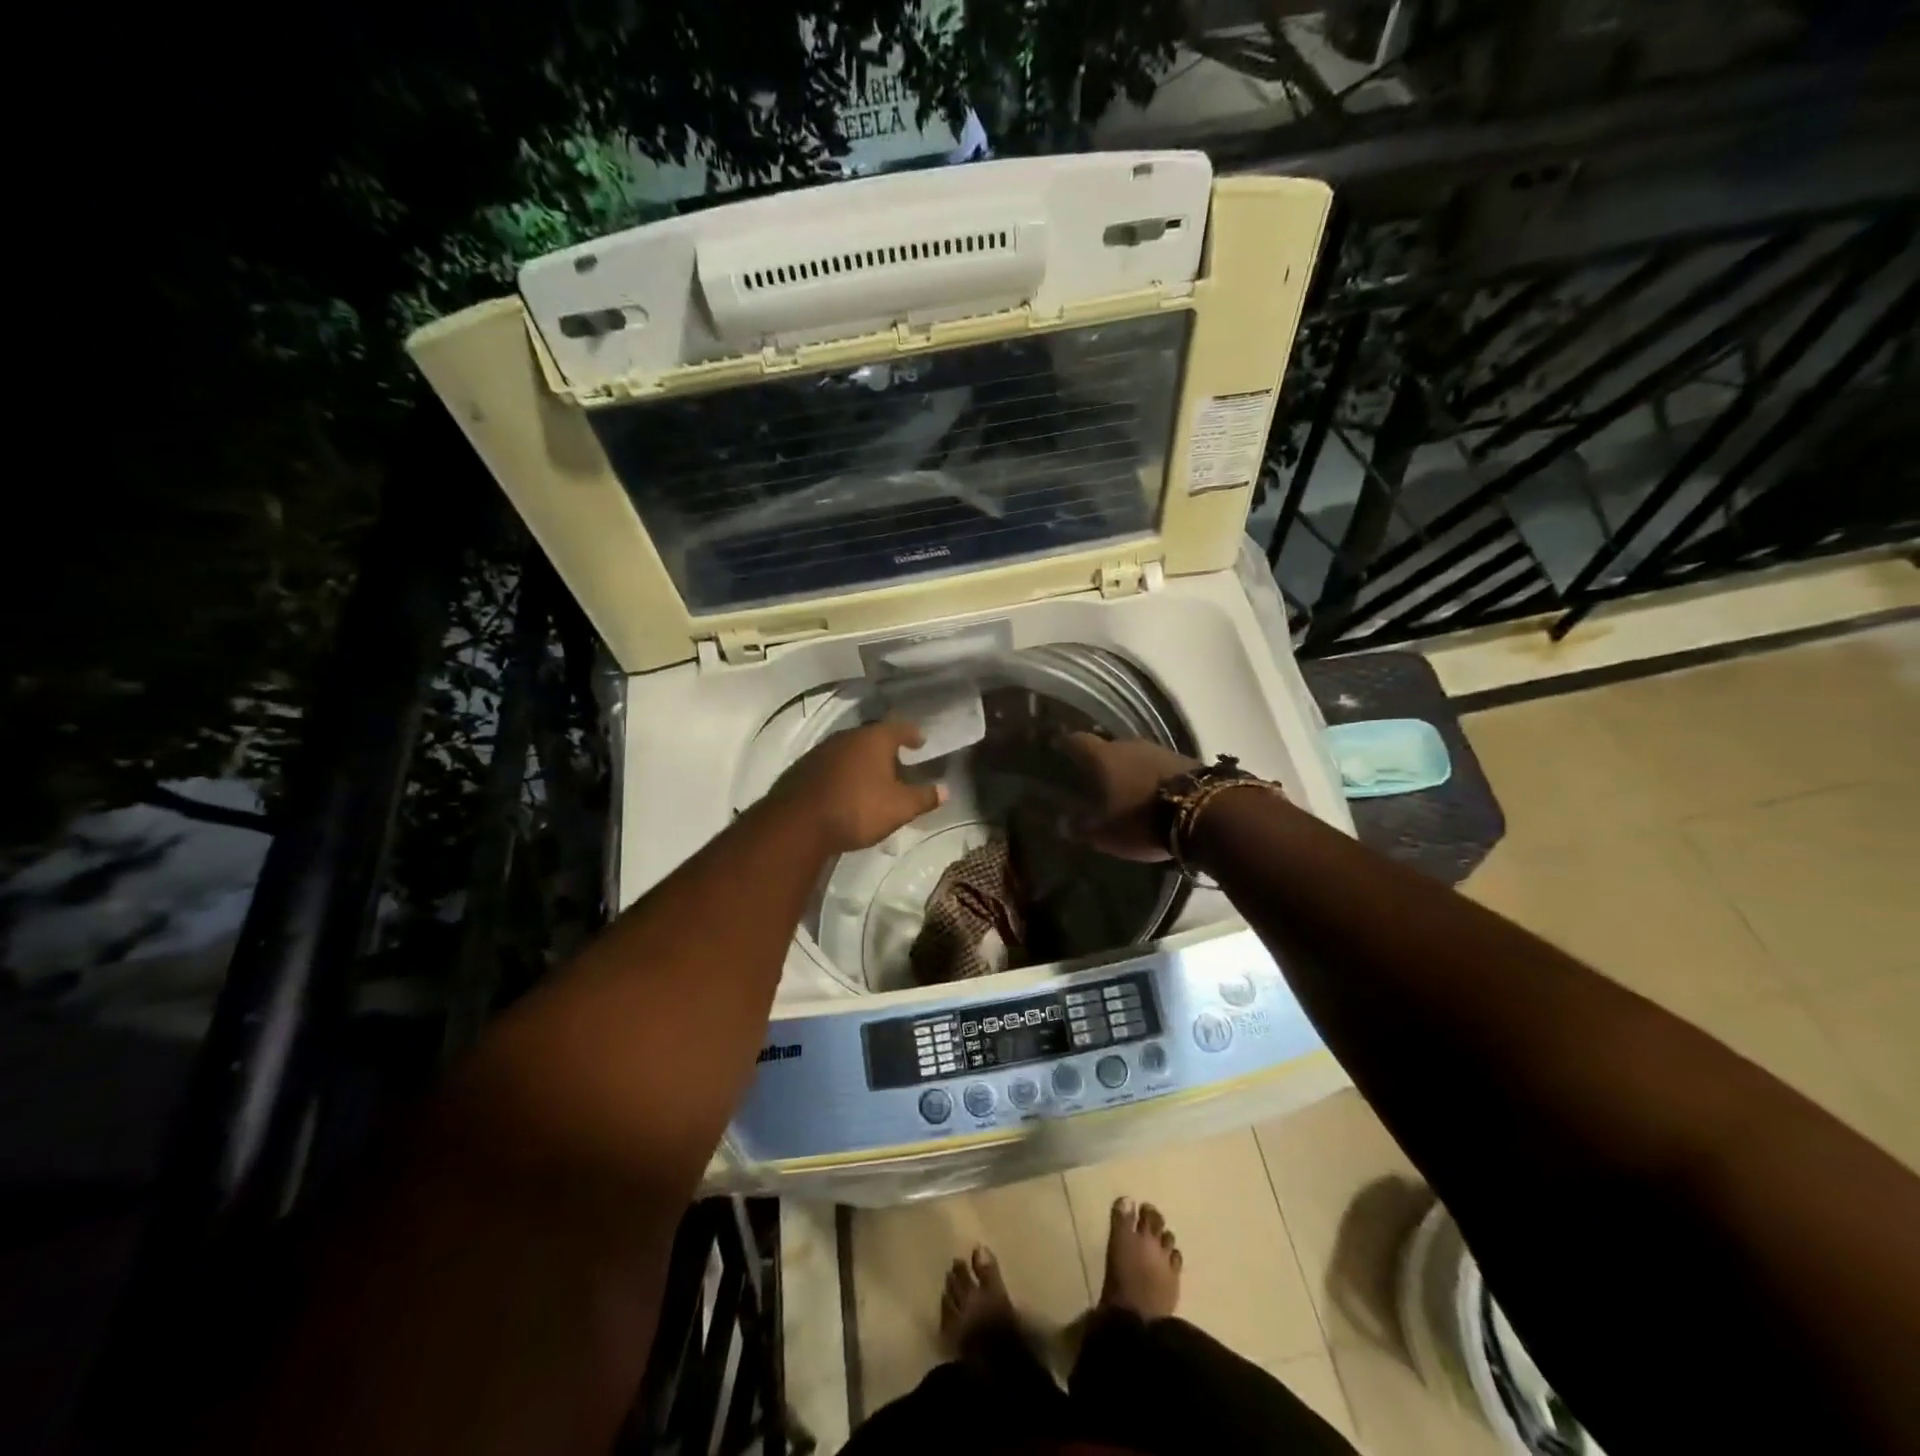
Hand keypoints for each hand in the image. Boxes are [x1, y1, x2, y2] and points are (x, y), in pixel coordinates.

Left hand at [772, 719, 947, 853]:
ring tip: (873, 780)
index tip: (920, 741)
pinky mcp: (802, 769)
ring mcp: (821, 752)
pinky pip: (831, 766)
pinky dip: (843, 774)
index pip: (899, 728)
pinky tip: (846, 791)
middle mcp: (847, 737)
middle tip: (899, 764)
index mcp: (874, 739)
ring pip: (849, 752)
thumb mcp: (899, 808)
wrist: (797, 824)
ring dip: (862, 763)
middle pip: (872, 738)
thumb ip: (924, 797)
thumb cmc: (857, 809)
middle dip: (886, 750)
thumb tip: (945, 790)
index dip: (912, 734)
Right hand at [1062, 733, 1200, 861]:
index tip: (1058, 747)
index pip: (1078, 741)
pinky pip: (1160, 766)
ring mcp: (1161, 750)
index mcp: (1104, 757)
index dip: (1066, 744)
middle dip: (1102, 762)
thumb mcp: (1106, 834)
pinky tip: (1154, 793)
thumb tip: (1063, 824)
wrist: (1206, 814)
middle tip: (1094, 778)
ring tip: (1126, 788)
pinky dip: (1153, 777)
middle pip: (1109, 747)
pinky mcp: (1186, 760)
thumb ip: (1082, 828)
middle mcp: (1130, 745)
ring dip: (1130, 769)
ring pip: (1137, 756)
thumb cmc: (1143, 820)